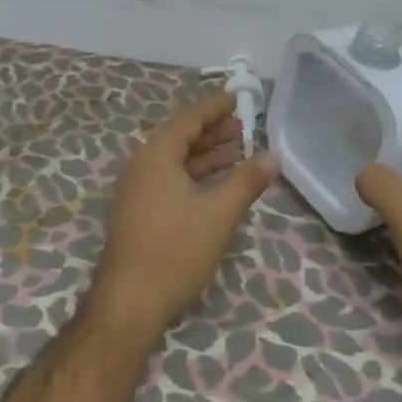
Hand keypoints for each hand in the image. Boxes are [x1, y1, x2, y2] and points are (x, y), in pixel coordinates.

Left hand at [92, 91, 279, 343]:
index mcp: (156, 157)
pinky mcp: (136, 213)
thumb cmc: (175, 251)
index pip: (188, 120)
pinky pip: (166, 180)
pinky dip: (191, 176)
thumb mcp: (219, 214)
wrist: (129, 302)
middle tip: (242, 127)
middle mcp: (140, 167)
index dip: (214, 108)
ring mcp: (135, 192)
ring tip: (235, 154)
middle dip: (211, 131)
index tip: (237, 99)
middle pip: (178, 138)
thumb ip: (246, 181)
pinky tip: (213, 187)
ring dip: (203, 155)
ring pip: (173, 162)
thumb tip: (272, 155)